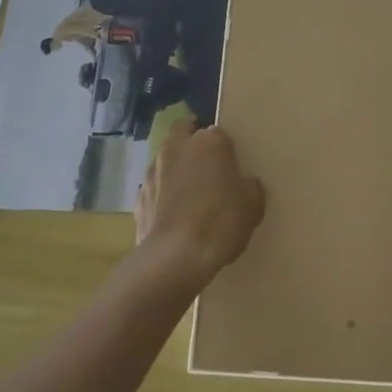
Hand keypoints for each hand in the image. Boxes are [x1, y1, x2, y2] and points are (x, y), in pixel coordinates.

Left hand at [135, 121, 265, 287]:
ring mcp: (153, 171)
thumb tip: (246, 184)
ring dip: (176, 169)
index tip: (232, 167)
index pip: (219, 133)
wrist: (175, 258)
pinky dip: (162, 196)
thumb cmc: (220, 223)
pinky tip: (173, 217)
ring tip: (189, 196)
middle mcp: (177, 147)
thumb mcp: (252, 206)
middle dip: (194, 144)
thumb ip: (250, 187)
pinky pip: (155, 188)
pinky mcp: (138, 197)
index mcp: (208, 142)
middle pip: (185, 133)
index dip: (226, 149)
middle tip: (208, 169)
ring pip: (166, 159)